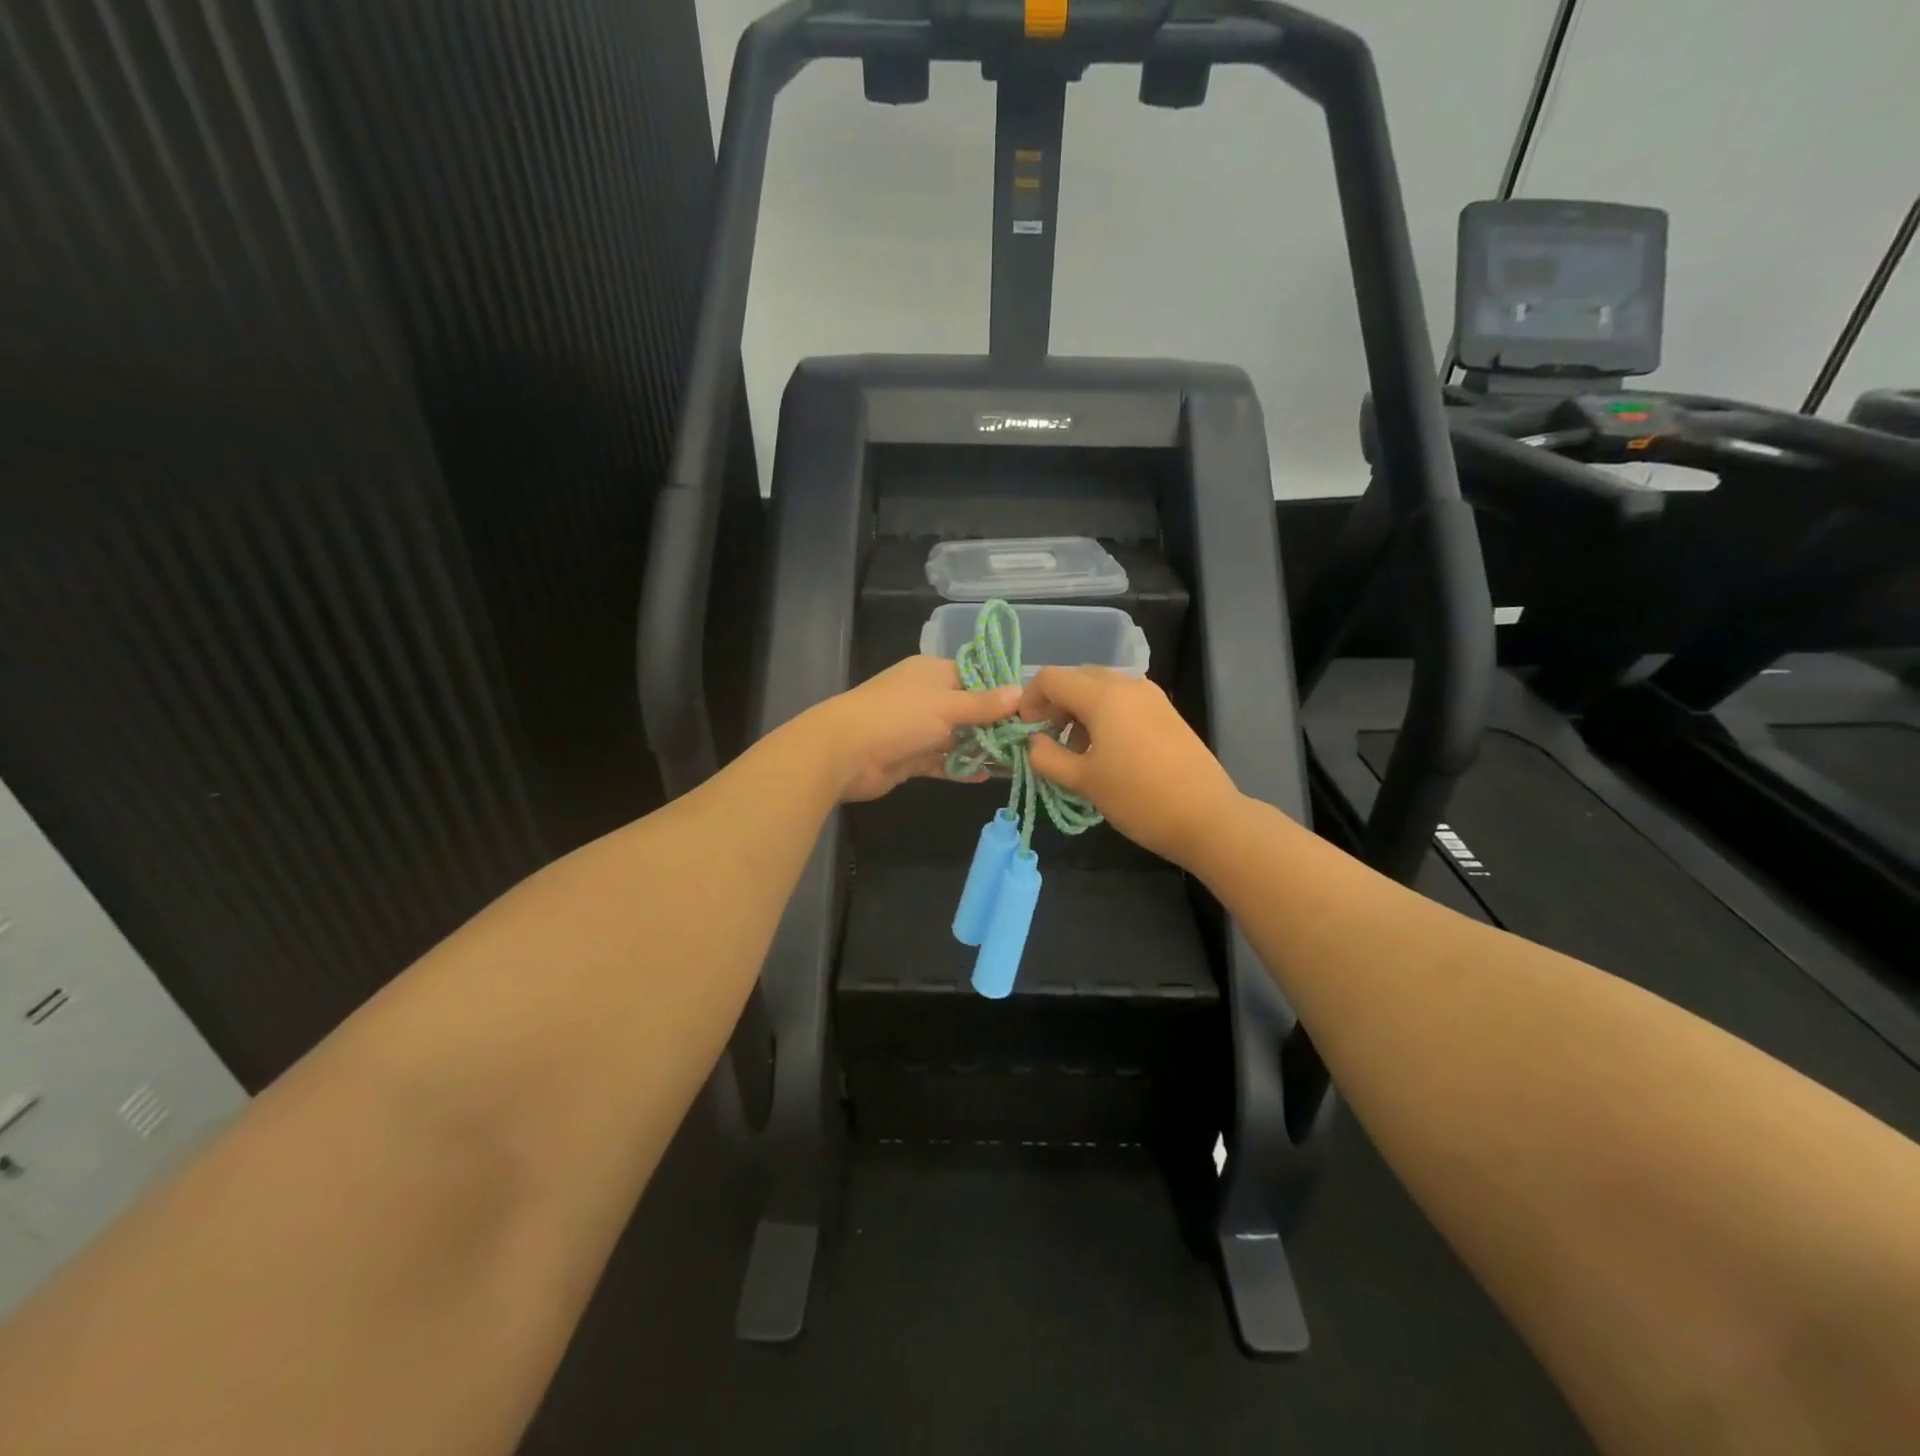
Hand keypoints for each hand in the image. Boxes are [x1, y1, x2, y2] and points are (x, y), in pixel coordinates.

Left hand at [802, 656, 1021, 802]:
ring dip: (981, 749)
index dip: (1000, 690)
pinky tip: (987, 777)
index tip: (1031, 708)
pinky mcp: (910, 758)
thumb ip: (983, 704)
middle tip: (1030, 740)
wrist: (843, 753)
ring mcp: (916, 729)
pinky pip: (942, 761)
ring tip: (1017, 762)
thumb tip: (1019, 691)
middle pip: (968, 709)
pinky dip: (961, 768)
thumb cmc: (898, 717)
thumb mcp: (946, 706)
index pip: (974, 676)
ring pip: (957, 737)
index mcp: (932, 673)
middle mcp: (925, 697)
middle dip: (996, 724)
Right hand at [1017, 667, 1240, 866]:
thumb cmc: (1138, 798)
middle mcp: (1127, 685)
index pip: (1051, 678)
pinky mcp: (1166, 711)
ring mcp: (1151, 696)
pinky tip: (1108, 753)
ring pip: (1101, 689)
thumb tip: (1032, 743)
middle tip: (1048, 740)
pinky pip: (1124, 701)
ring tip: (1078, 753)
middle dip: (1055, 705)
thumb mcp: (1083, 781)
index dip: (1029, 700)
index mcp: (1102, 695)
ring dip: (1080, 712)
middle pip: (1077, 678)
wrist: (1207, 817)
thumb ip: (1047, 757)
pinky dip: (1105, 716)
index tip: (1026, 732)